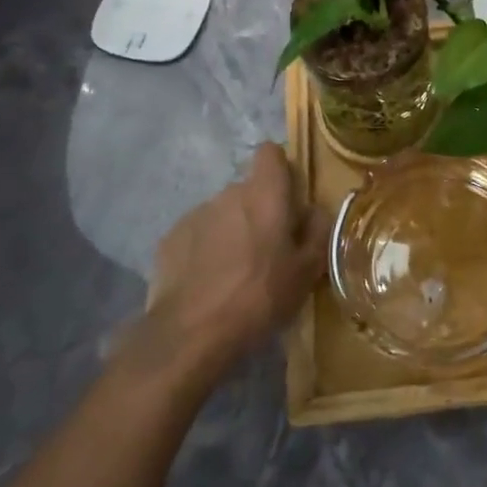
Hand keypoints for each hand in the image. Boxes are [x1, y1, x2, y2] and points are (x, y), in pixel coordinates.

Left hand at [141, 144, 324, 383]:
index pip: (270, 153)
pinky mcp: (170, 240)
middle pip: (248, 190)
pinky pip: (198, 235)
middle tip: (269, 251)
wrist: (191, 334)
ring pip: (222, 214)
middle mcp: (228, 194)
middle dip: (259, 211)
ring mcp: (195, 215)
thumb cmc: (260, 296)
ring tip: (236, 274)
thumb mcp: (307, 271)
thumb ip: (317, 231)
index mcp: (264, 194)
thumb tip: (314, 210)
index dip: (280, 170)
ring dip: (232, 232)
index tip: (288, 200)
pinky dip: (206, 251)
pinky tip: (209, 284)